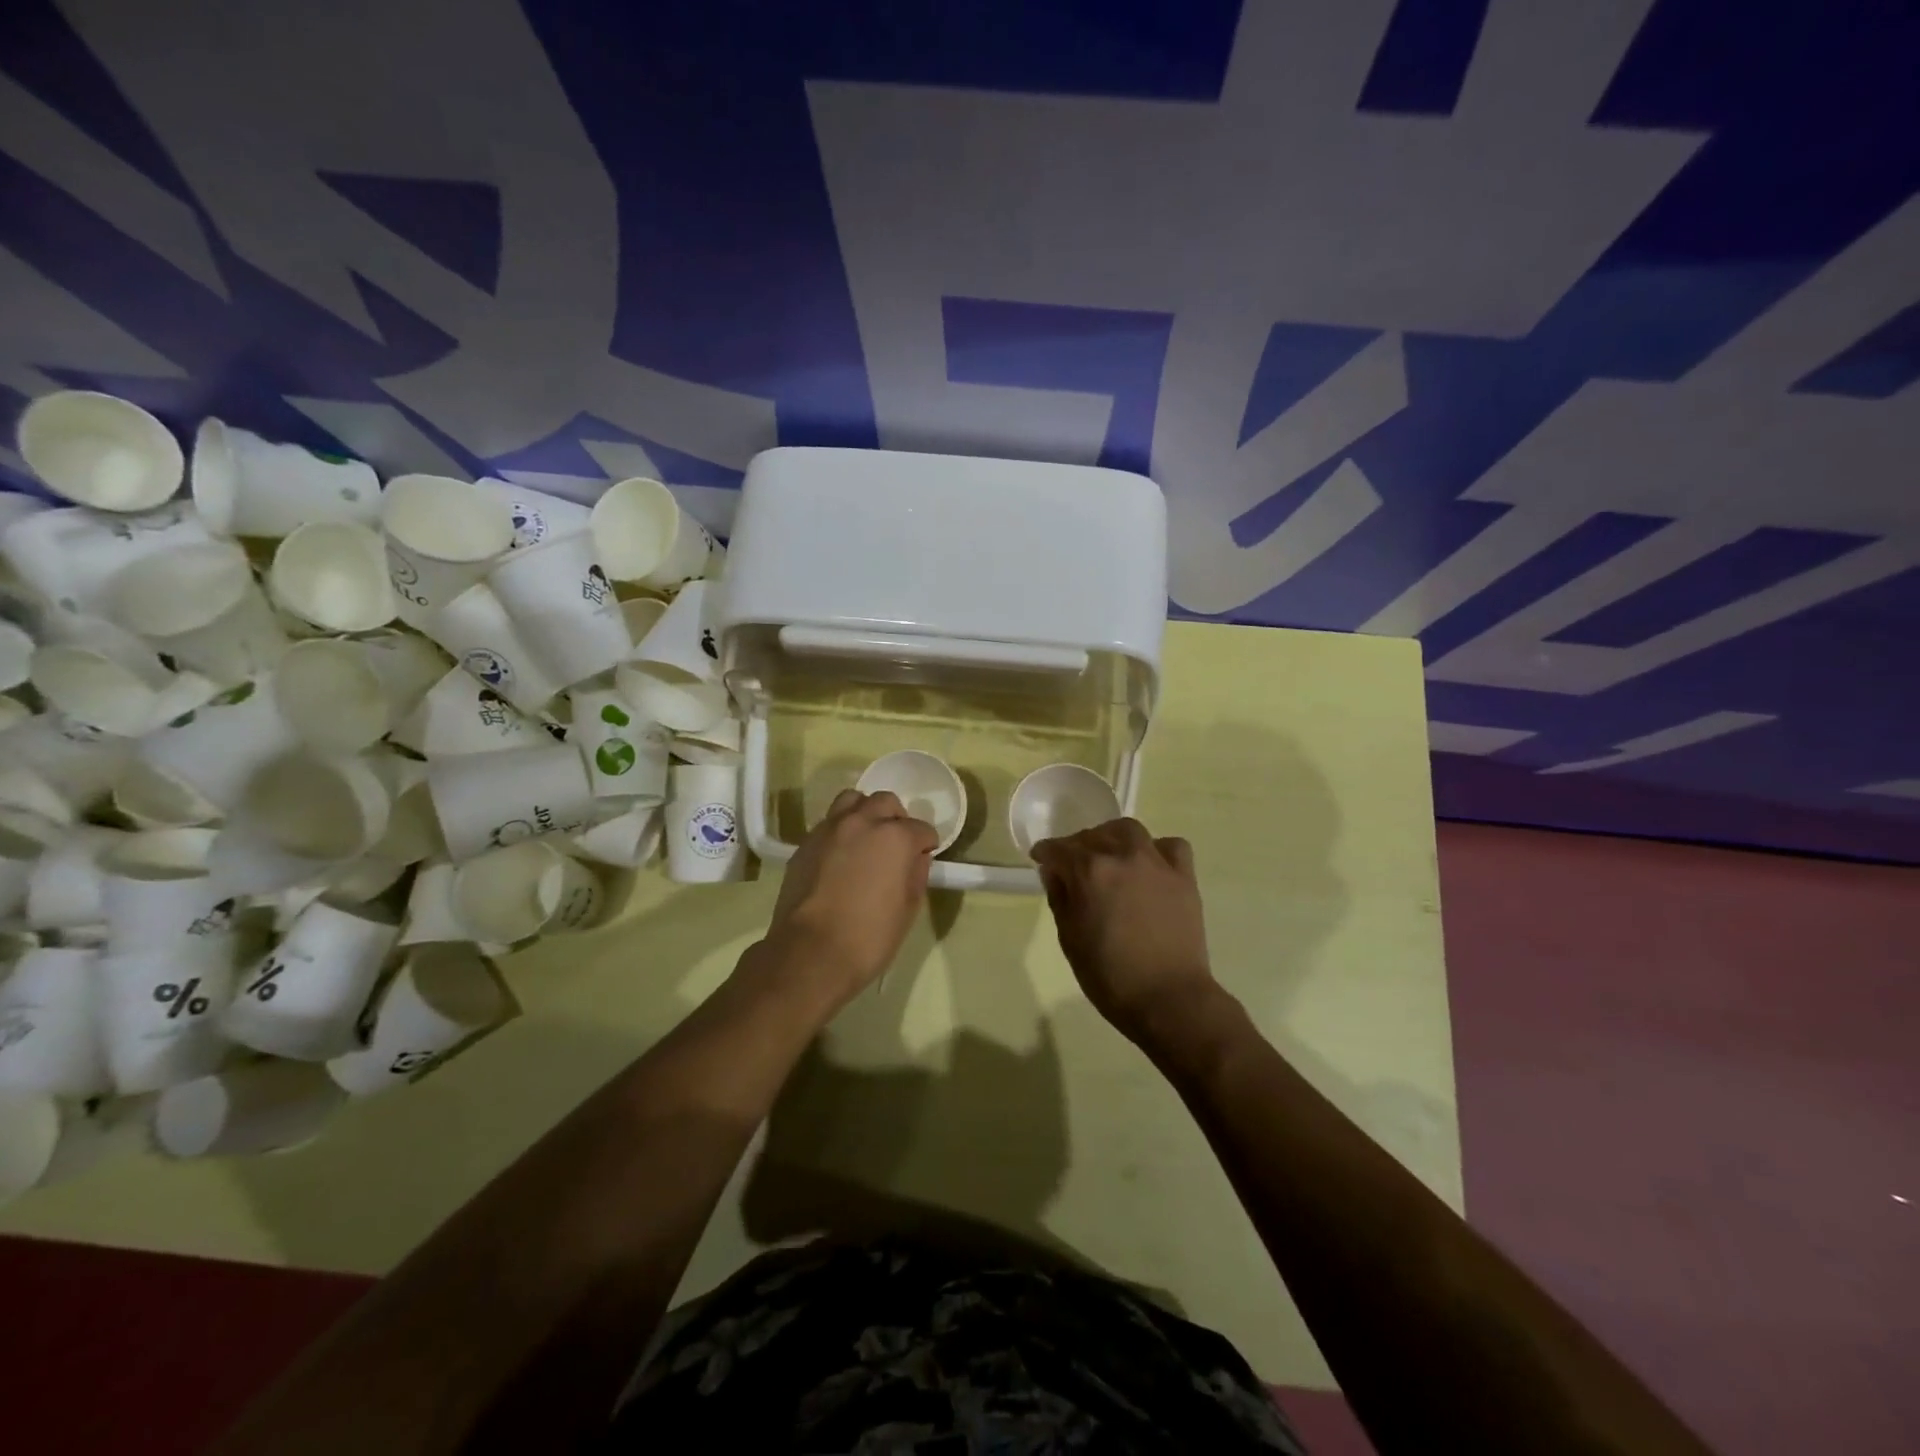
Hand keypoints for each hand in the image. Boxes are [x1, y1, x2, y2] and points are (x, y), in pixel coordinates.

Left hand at [761, 789, 938, 1008]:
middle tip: (897, 844)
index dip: (926, 844)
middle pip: (885, 802)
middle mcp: (862, 822)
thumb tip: (916, 858)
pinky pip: (829, 823)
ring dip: (865, 813)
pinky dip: (841, 830)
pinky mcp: (805, 843)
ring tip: (866, 838)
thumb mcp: (908, 909)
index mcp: (894, 837)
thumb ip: (916, 874)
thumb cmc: (869, 937)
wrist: (810, 953)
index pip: (921, 829)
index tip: (924, 857)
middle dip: (896, 819)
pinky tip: (841, 856)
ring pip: (852, 801)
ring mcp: (829, 829)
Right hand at [1031, 818, 1220, 1044]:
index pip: (1058, 849)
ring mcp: (1156, 863)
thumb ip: (1060, 898)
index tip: (1041, 860)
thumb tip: (1055, 872)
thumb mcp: (1070, 939)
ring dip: (1113, 838)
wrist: (1169, 999)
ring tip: (1110, 856)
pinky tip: (1150, 866)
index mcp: (1089, 871)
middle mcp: (1122, 856)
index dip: (1045, 854)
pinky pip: (1171, 846)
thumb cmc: (1110, 976)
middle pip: (1092, 836)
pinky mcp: (1183, 876)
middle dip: (1077, 846)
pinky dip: (1157, 849)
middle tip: (1073, 866)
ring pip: (1129, 831)